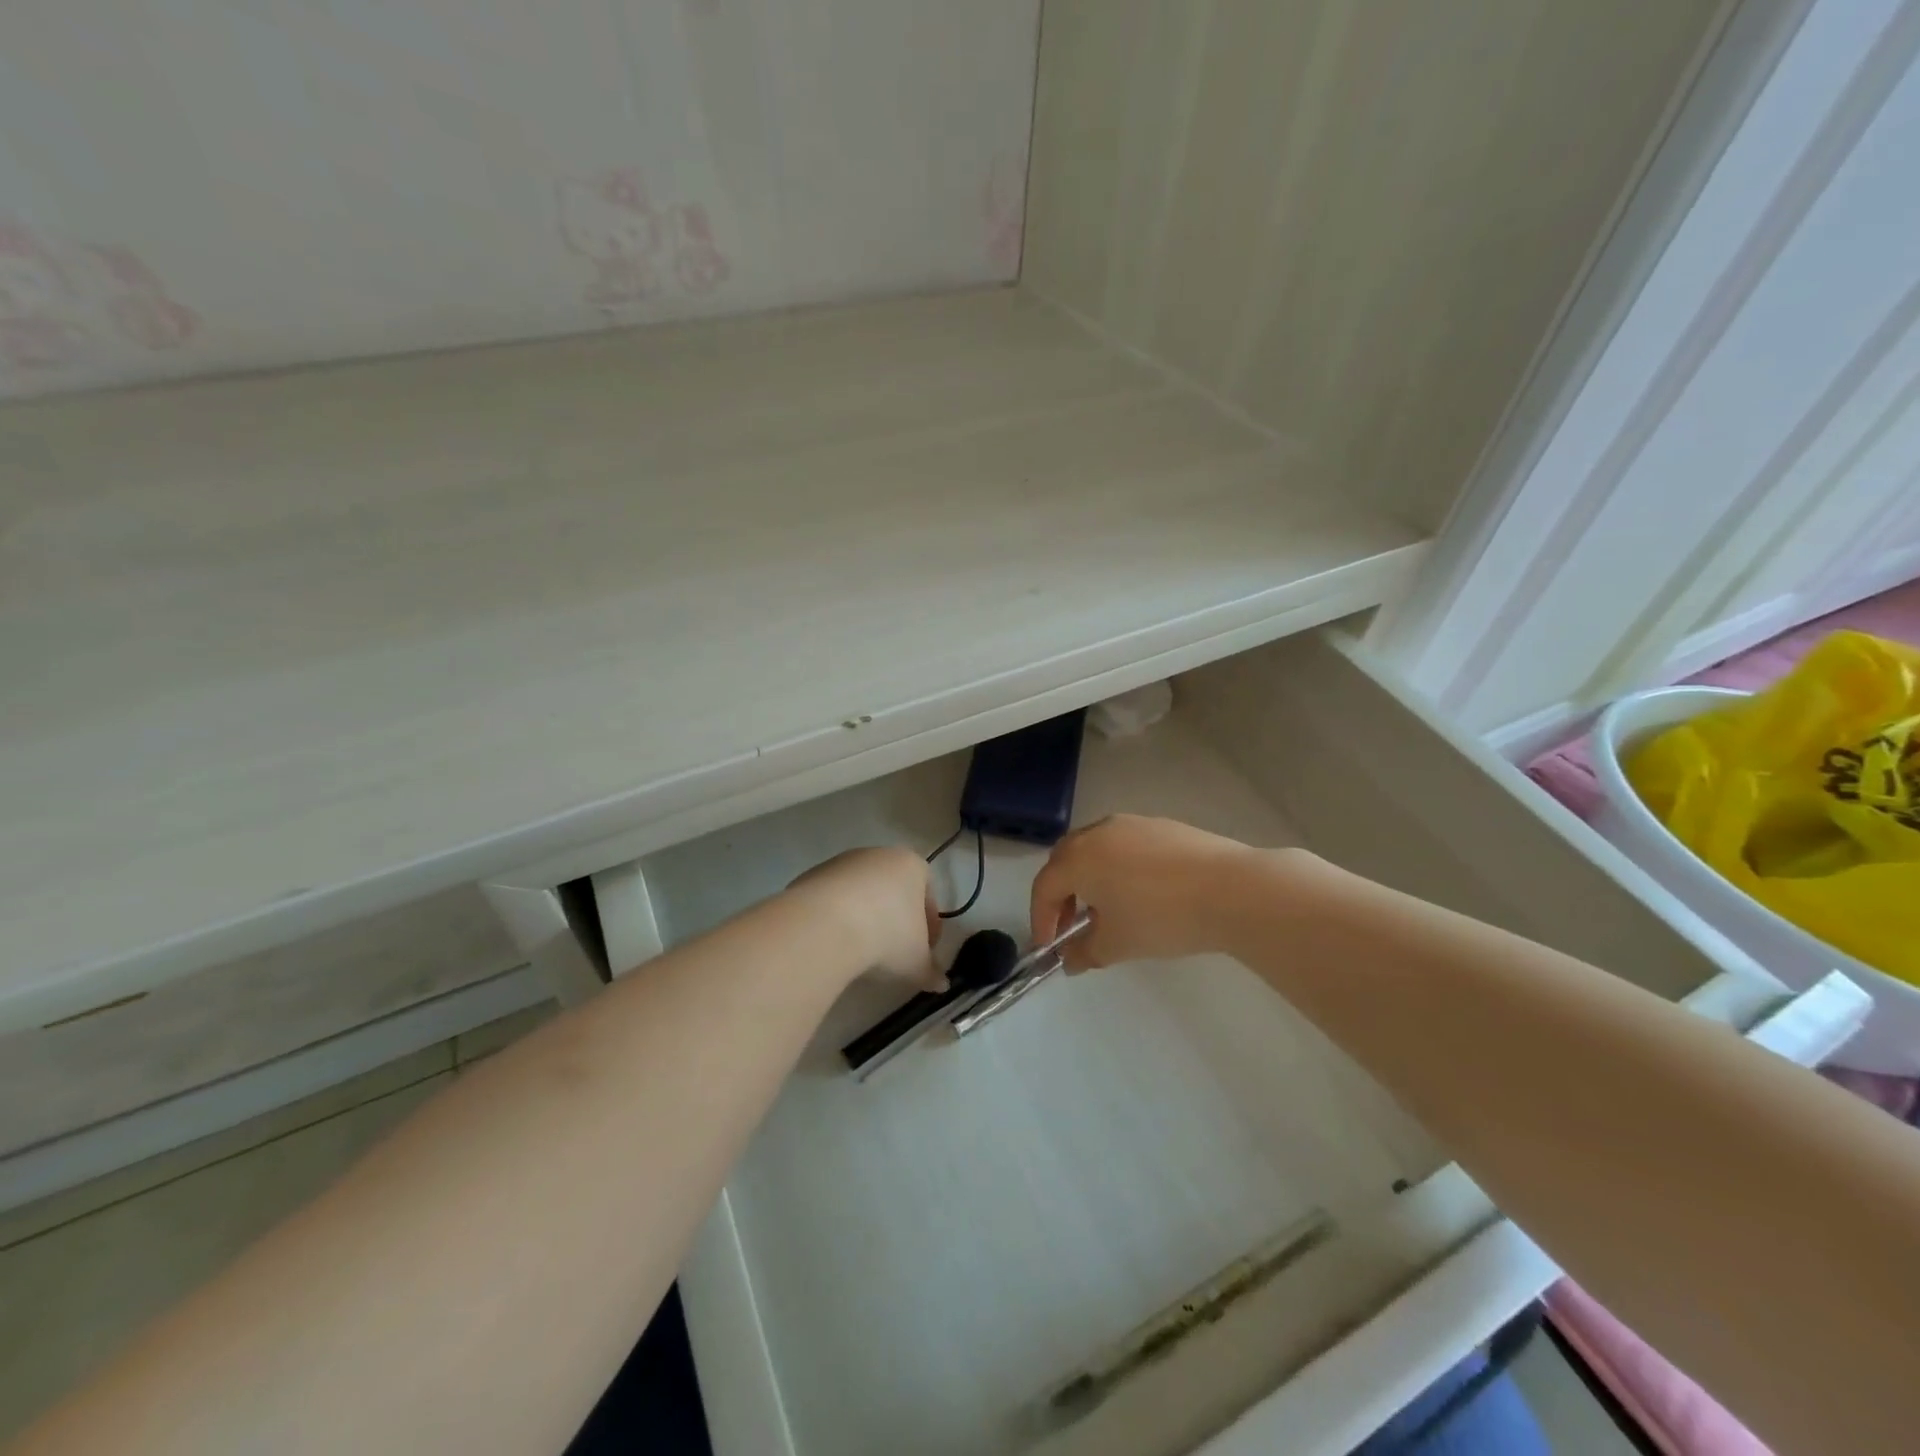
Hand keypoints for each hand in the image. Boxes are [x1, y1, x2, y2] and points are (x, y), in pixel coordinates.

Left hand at [787, 846, 943, 989]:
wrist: (824, 927)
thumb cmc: (886, 936)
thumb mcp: (916, 962)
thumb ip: (931, 972)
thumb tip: (941, 984)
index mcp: (911, 866)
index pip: (928, 893)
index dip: (929, 925)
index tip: (924, 950)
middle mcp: (878, 855)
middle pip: (893, 889)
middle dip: (895, 919)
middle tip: (893, 952)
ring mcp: (841, 862)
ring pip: (860, 893)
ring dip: (864, 917)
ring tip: (860, 951)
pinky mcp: (811, 875)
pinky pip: (832, 900)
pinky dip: (836, 918)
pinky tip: (833, 943)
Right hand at [1029, 814, 1264, 970]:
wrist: (1230, 889)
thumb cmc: (1161, 917)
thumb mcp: (1118, 944)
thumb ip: (1085, 952)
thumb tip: (1070, 960)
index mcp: (1078, 858)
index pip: (1044, 887)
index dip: (1041, 919)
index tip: (1050, 948)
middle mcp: (1098, 832)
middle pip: (1064, 860)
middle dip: (1062, 894)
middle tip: (1072, 925)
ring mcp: (1131, 824)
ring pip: (1095, 848)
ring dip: (1089, 877)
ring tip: (1108, 909)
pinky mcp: (1161, 825)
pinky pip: (1124, 844)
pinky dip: (1118, 866)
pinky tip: (1142, 892)